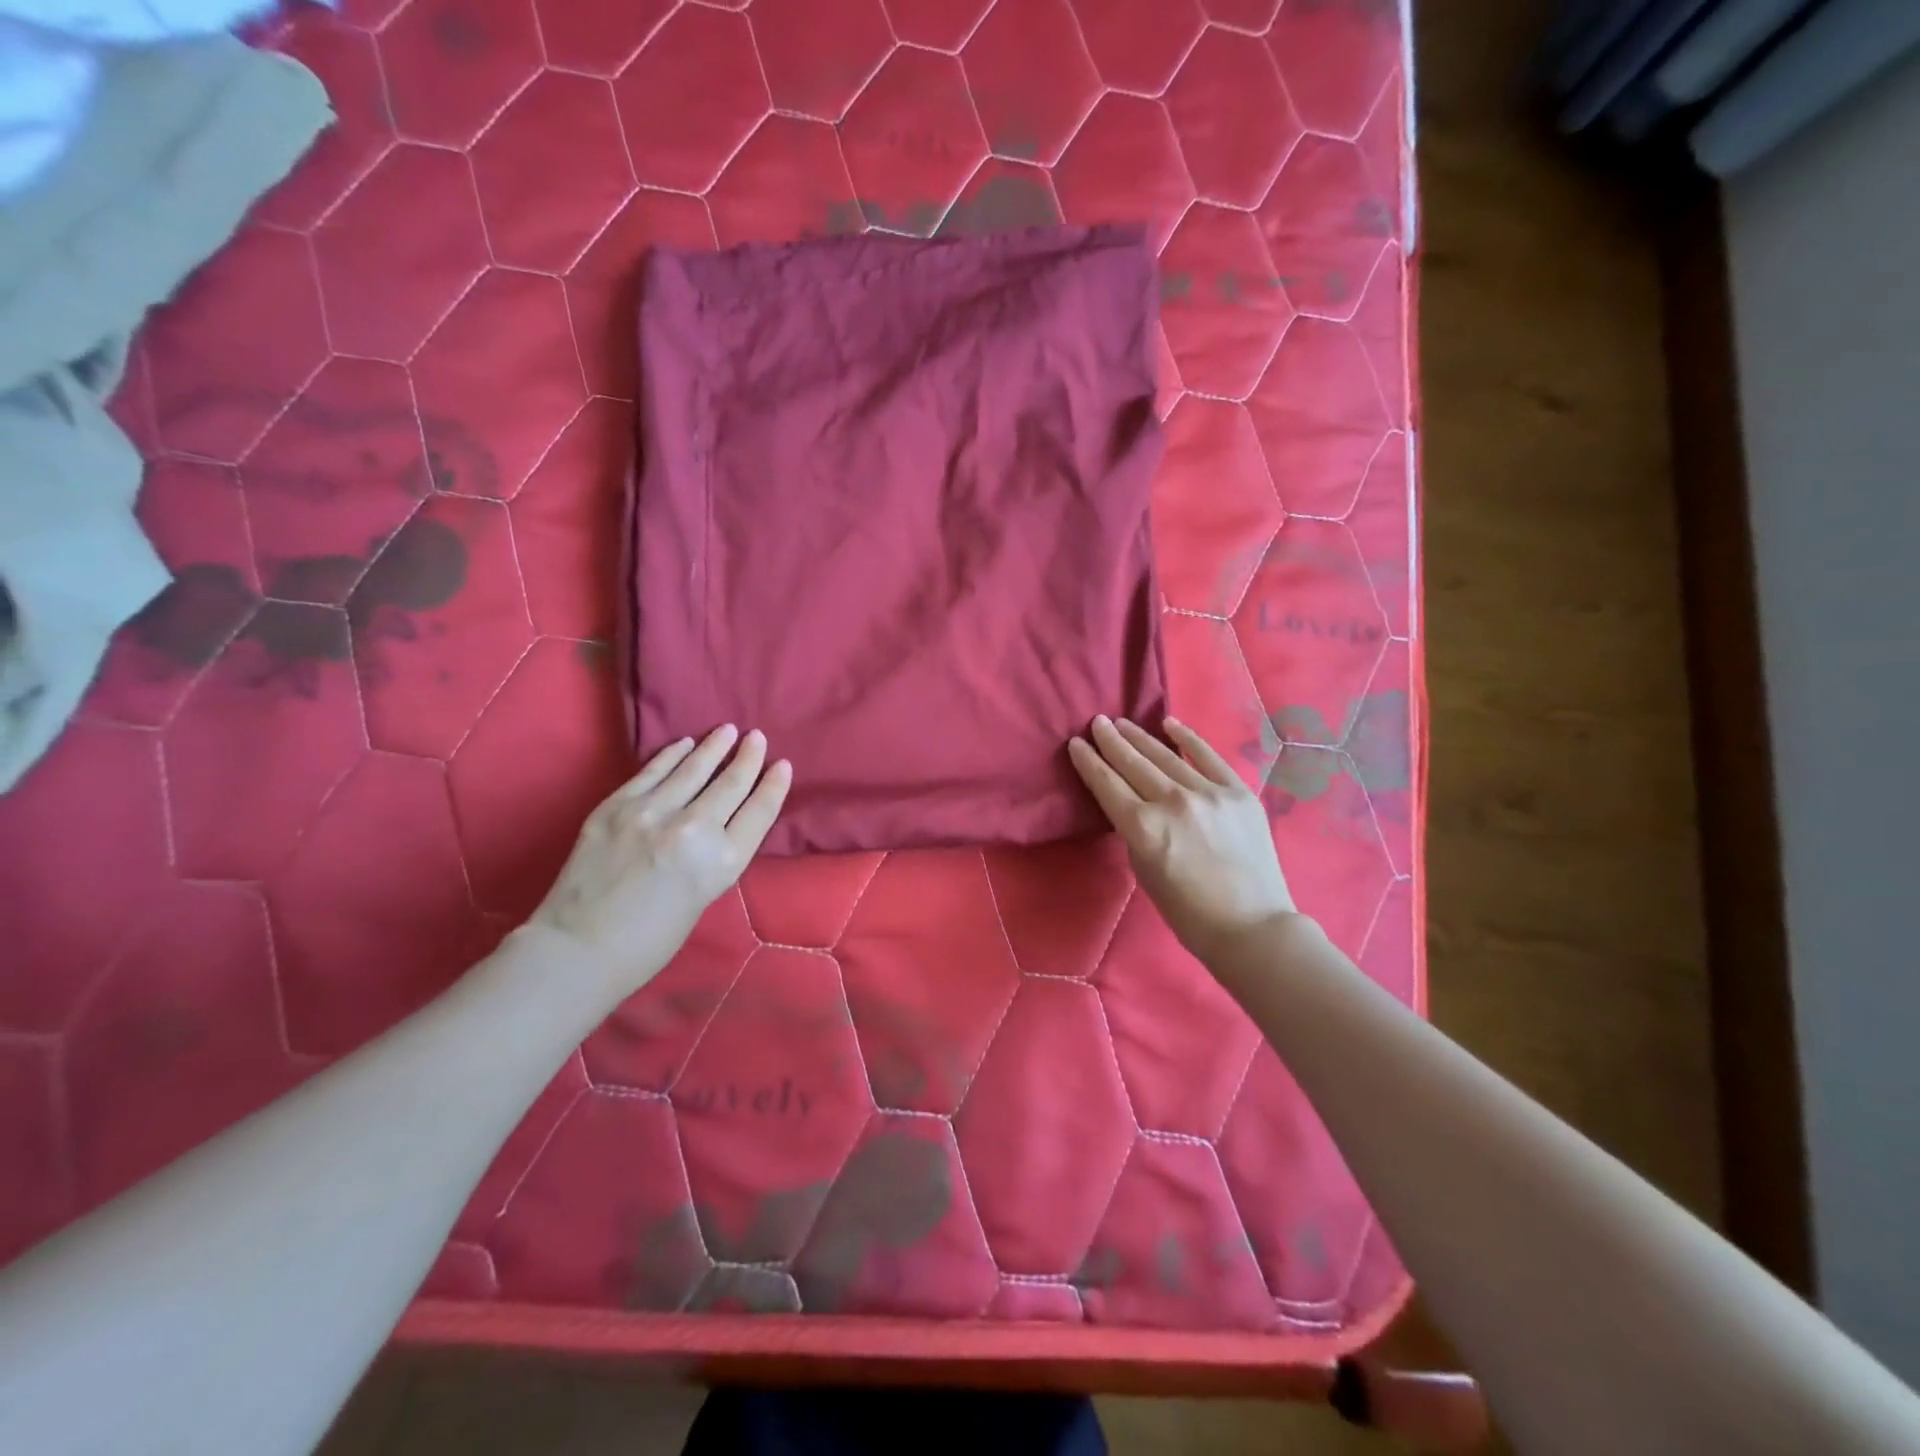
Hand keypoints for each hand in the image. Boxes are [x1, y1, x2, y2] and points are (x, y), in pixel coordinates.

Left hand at [529, 725, 791, 994]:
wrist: (577, 950)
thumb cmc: (649, 942)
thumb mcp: (704, 898)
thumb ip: (715, 855)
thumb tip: (720, 820)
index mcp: (722, 863)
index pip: (759, 811)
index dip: (774, 785)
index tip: (782, 766)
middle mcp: (694, 830)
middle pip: (731, 784)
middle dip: (748, 758)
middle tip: (757, 737)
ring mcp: (652, 813)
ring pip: (693, 768)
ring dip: (714, 747)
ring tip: (728, 731)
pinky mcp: (617, 806)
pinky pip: (653, 771)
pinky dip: (673, 755)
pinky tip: (685, 744)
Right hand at [1069, 715, 1296, 961]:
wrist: (1251, 926)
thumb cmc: (1188, 912)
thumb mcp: (1144, 871)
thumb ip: (1135, 832)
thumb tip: (1134, 805)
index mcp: (1143, 828)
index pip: (1106, 784)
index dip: (1088, 762)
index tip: (1076, 744)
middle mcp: (1172, 803)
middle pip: (1133, 764)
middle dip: (1111, 741)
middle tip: (1097, 723)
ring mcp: (1208, 793)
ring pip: (1166, 756)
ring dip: (1140, 737)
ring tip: (1122, 722)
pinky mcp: (1238, 792)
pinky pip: (1208, 757)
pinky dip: (1187, 738)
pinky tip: (1169, 724)